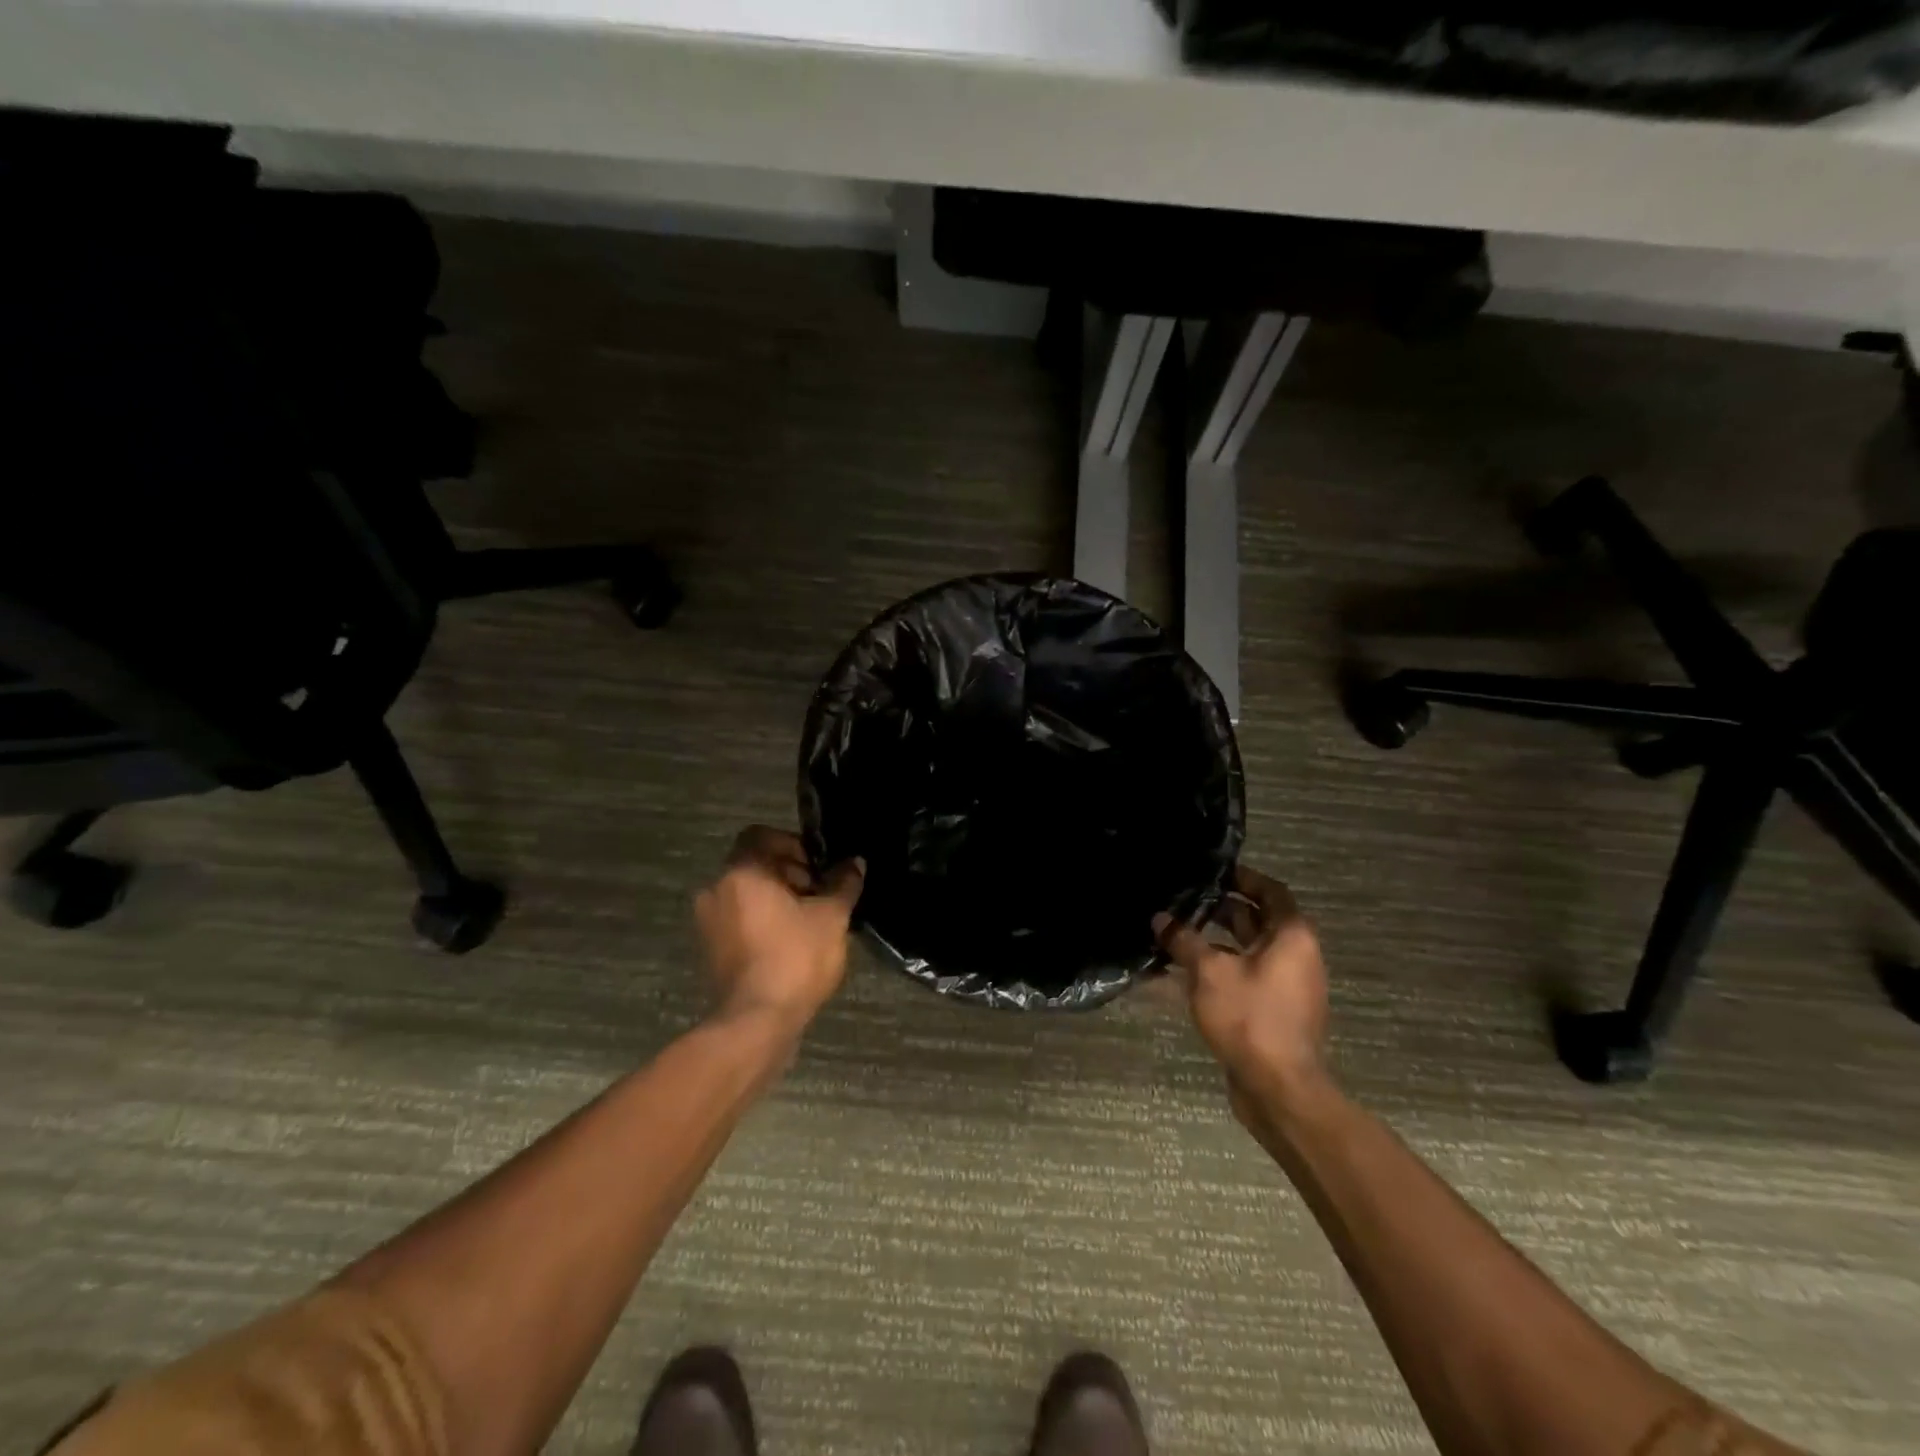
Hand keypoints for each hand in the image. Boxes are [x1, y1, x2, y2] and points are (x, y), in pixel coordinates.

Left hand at [695, 826, 864, 1033]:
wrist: (756, 1022)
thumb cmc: (794, 959)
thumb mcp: (831, 917)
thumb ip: (843, 884)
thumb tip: (854, 863)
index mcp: (741, 872)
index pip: (761, 835)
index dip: (793, 845)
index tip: (817, 868)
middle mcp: (716, 889)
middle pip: (754, 864)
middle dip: (789, 873)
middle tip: (819, 895)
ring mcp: (707, 922)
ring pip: (746, 893)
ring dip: (776, 898)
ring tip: (808, 921)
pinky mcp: (709, 949)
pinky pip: (738, 919)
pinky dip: (761, 921)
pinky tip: (790, 942)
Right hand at [1155, 866, 1330, 1123]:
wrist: (1278, 1088)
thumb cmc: (1250, 1017)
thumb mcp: (1209, 971)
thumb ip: (1184, 939)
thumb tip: (1161, 918)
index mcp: (1291, 936)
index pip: (1271, 891)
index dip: (1243, 877)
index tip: (1212, 871)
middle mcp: (1296, 955)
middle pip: (1259, 919)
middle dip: (1222, 908)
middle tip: (1185, 898)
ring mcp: (1288, 986)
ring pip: (1249, 950)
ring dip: (1217, 940)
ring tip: (1178, 931)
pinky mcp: (1275, 1010)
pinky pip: (1246, 976)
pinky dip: (1221, 967)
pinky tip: (1185, 970)